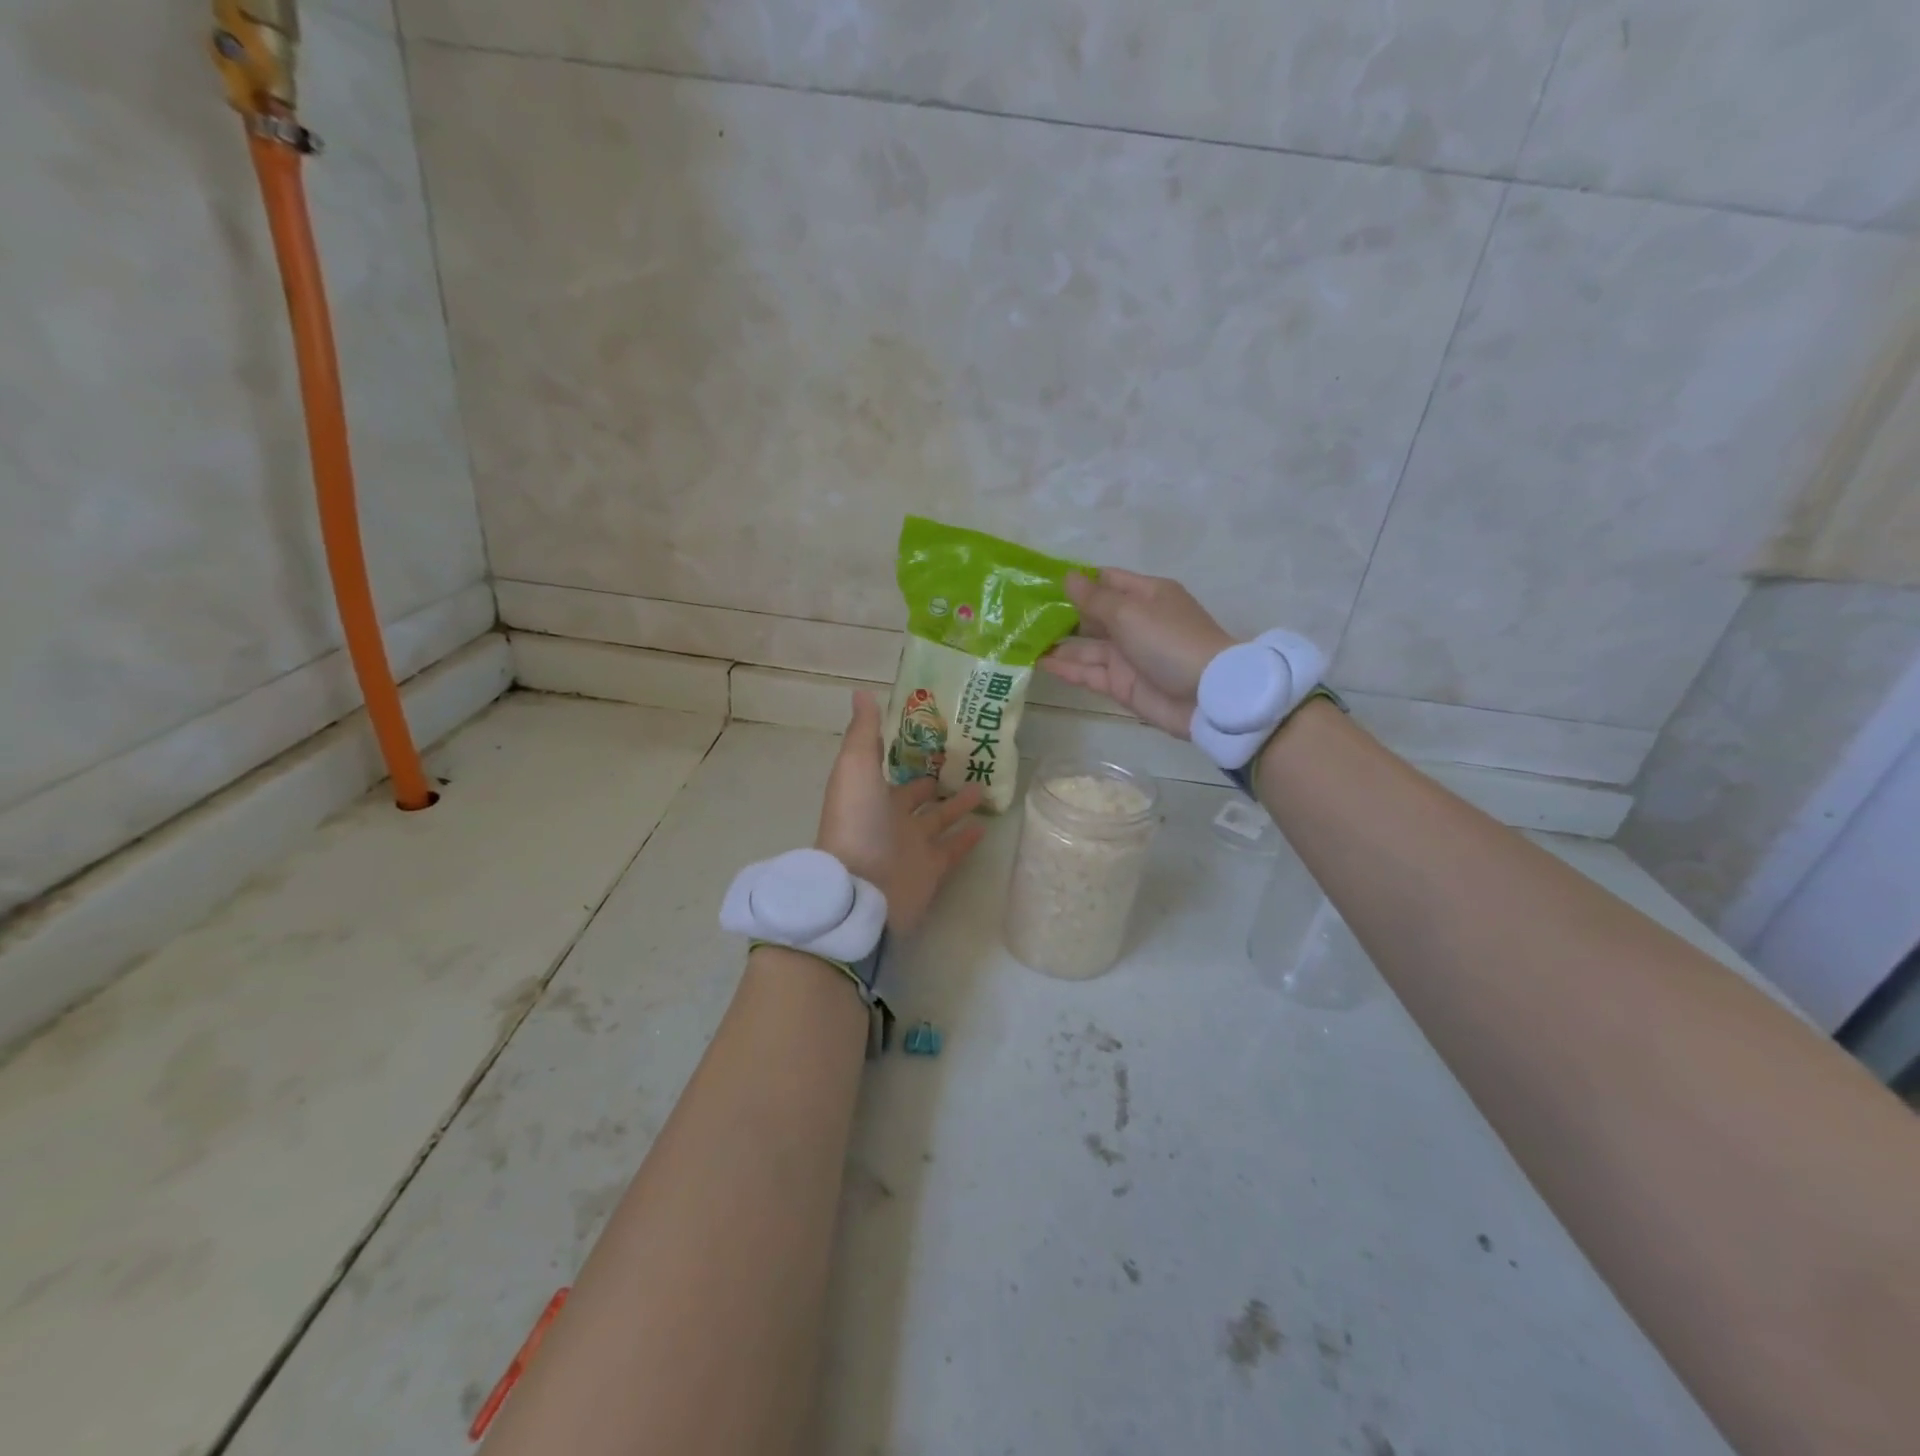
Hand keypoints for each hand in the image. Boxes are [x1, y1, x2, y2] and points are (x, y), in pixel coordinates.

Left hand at [816, 692, 985, 934]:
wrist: (863, 891)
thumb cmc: (857, 824)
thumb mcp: (855, 769)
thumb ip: (865, 733)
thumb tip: (862, 693)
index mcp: (871, 796)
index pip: (892, 770)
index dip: (908, 753)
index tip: (932, 734)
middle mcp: (891, 820)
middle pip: (917, 796)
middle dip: (934, 779)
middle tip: (963, 759)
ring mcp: (912, 847)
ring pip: (939, 820)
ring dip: (958, 804)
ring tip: (983, 784)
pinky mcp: (932, 870)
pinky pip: (953, 850)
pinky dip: (967, 838)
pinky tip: (986, 825)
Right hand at [1039, 569, 1235, 737]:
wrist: (1207, 696)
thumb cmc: (1170, 641)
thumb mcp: (1130, 612)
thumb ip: (1094, 599)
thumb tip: (1068, 578)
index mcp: (1145, 596)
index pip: (1106, 581)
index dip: (1076, 582)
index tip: (1040, 583)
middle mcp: (1135, 623)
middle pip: (1092, 616)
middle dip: (1060, 615)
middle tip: (1021, 615)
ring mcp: (1128, 656)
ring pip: (1086, 647)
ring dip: (1057, 644)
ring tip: (1021, 641)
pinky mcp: (1122, 685)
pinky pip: (1089, 673)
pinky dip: (1066, 668)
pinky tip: (1039, 663)